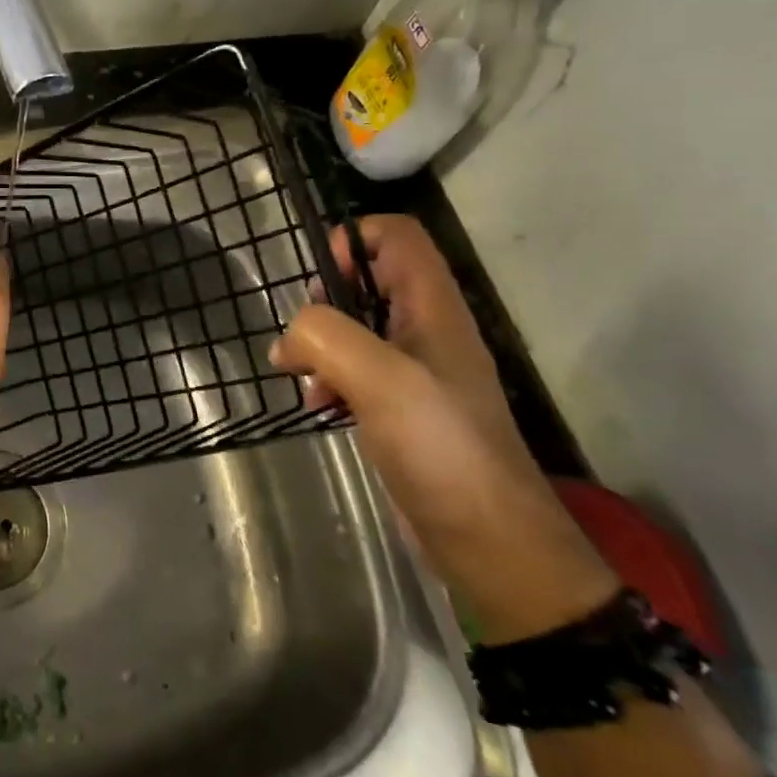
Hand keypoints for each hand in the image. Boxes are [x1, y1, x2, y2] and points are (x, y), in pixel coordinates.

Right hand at [270, 215, 614, 641]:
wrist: (487, 541)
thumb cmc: (441, 447)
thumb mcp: (380, 378)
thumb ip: (326, 336)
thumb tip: (289, 342)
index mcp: (433, 308)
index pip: (396, 235)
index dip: (353, 241)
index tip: (322, 284)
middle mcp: (426, 329)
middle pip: (368, 278)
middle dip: (326, 300)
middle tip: (306, 335)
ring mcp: (414, 370)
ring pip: (355, 326)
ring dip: (319, 343)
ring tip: (304, 378)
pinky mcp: (399, 406)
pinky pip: (353, 369)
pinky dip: (328, 377)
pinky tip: (319, 404)